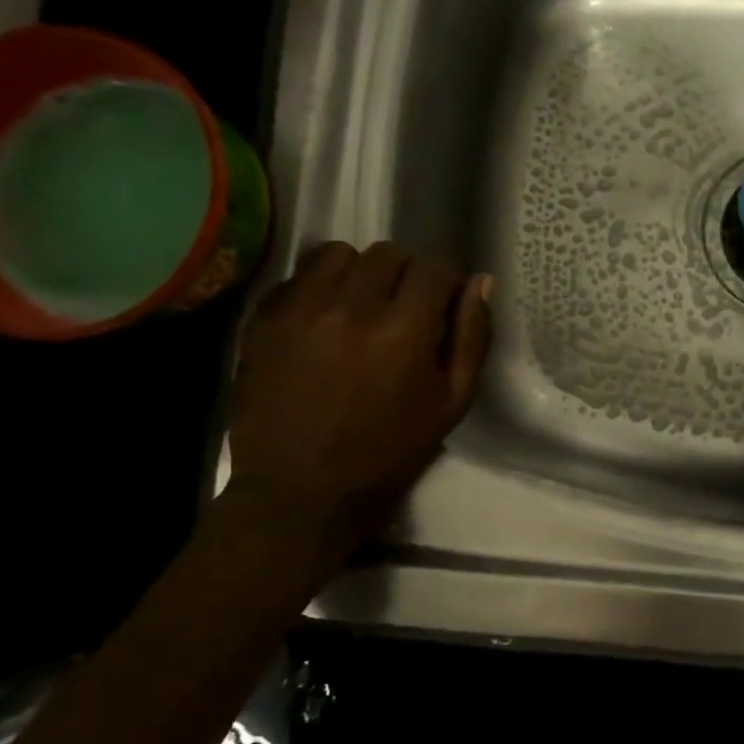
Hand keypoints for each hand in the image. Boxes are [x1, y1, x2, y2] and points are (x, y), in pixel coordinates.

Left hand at [227, 242, 491, 541]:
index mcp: (405, 331)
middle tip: (404, 307)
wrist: (301, 490)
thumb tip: (480, 282)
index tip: (442, 303)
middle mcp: (352, 307)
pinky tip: (324, 321)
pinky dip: (319, 288)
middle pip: (388, 252)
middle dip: (406, 273)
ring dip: (359, 272)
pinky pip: (299, 277)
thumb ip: (472, 337)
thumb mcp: (453, 402)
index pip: (434, 266)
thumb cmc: (390, 450)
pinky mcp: (263, 320)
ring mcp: (300, 310)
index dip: (445, 281)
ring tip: (361, 306)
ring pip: (339, 254)